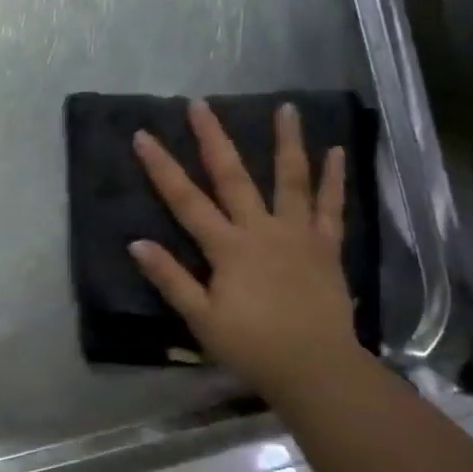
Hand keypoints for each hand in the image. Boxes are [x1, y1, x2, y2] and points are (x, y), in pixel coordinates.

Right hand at [130, 99, 356, 394]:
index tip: (144, 136)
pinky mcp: (325, 246)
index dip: (162, 168)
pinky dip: (333, 179)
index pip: (186, 201)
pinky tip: (336, 151)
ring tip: (287, 107)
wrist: (315, 368)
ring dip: (287, 142)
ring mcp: (298, 234)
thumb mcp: (201, 318)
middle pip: (233, 176)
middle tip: (201, 104)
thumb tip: (136, 243)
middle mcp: (261, 230)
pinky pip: (331, 207)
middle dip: (213, 138)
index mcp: (228, 248)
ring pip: (291, 180)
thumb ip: (170, 279)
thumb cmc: (252, 346)